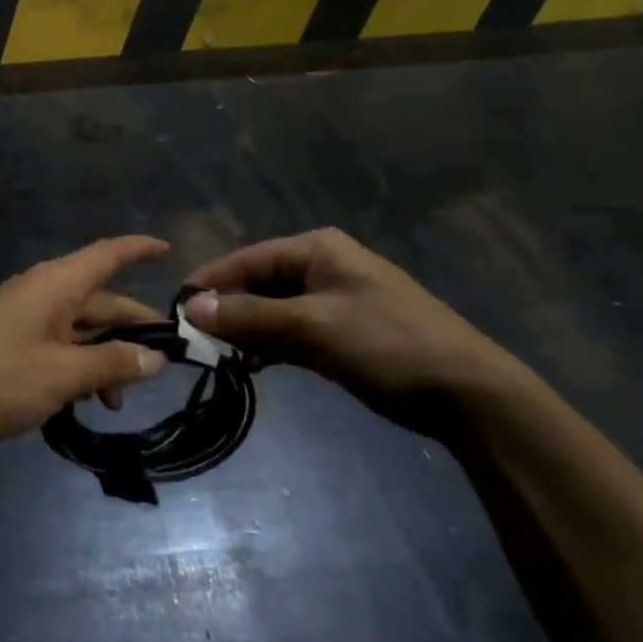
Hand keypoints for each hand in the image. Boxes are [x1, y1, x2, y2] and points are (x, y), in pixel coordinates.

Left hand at [0, 237, 170, 440]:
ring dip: (104, 358)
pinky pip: (57, 344)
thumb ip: (112, 363)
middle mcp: (43, 291)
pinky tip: (83, 403)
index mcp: (56, 284)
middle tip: (165, 361)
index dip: (139, 249)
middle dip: (131, 329)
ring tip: (117, 403)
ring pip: (79, 328)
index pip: (108, 254)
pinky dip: (77, 367)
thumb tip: (156, 357)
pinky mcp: (10, 340)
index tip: (169, 251)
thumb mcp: (62, 374)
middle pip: (100, 301)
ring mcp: (24, 316)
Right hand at [183, 228, 532, 436]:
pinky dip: (270, 344)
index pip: (247, 259)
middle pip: (258, 283)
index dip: (210, 282)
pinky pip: (292, 330)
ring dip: (247, 329)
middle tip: (193, 338)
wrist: (467, 392)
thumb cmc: (386, 343)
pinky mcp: (343, 331)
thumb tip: (190, 306)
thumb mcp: (312, 327)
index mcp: (316, 249)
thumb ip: (249, 316)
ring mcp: (334, 299)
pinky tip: (250, 363)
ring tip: (215, 353)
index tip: (175, 308)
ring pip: (274, 309)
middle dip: (227, 309)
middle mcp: (322, 266)